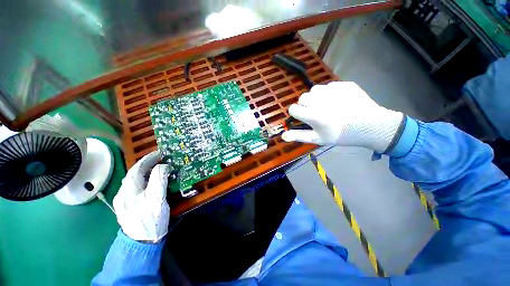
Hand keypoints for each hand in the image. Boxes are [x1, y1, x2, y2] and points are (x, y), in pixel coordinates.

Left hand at [113, 151, 169, 242]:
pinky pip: (135, 188)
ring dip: (144, 172)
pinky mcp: (128, 207)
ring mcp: (124, 201)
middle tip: (160, 159)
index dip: (148, 159)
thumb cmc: (151, 219)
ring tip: (156, 168)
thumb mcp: (157, 197)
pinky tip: (149, 182)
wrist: (142, 243)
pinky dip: (143, 181)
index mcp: (128, 190)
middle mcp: (122, 193)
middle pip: (133, 174)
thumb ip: (159, 179)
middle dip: (146, 164)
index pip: (137, 169)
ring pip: (133, 181)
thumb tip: (163, 166)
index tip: (160, 153)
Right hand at [282, 81, 403, 152]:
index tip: (305, 118)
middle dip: (306, 105)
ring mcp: (333, 90)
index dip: (297, 114)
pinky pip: (328, 86)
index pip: (293, 108)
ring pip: (314, 90)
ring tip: (327, 106)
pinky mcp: (343, 84)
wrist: (370, 126)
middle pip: (302, 98)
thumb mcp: (317, 139)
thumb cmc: (340, 135)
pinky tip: (339, 101)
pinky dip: (329, 93)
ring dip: (316, 97)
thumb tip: (282, 136)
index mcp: (312, 115)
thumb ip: (298, 136)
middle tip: (317, 113)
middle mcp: (320, 100)